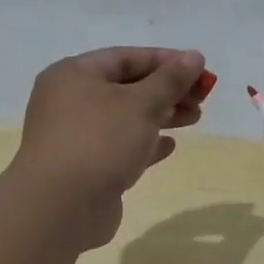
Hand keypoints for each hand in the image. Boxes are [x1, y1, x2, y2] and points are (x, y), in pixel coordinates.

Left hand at [9, 47, 206, 249]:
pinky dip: (144, 143)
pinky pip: (118, 146)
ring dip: (161, 116)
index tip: (200, 69)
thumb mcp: (141, 104)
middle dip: (166, 91)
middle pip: (126, 87)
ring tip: (195, 118)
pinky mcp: (84, 167)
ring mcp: (74, 136)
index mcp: (73, 74)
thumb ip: (170, 80)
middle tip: (202, 97)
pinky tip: (169, 146)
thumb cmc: (100, 141)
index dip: (166, 61)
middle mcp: (69, 101)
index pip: (125, 58)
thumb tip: (195, 56)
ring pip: (124, 118)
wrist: (60, 208)